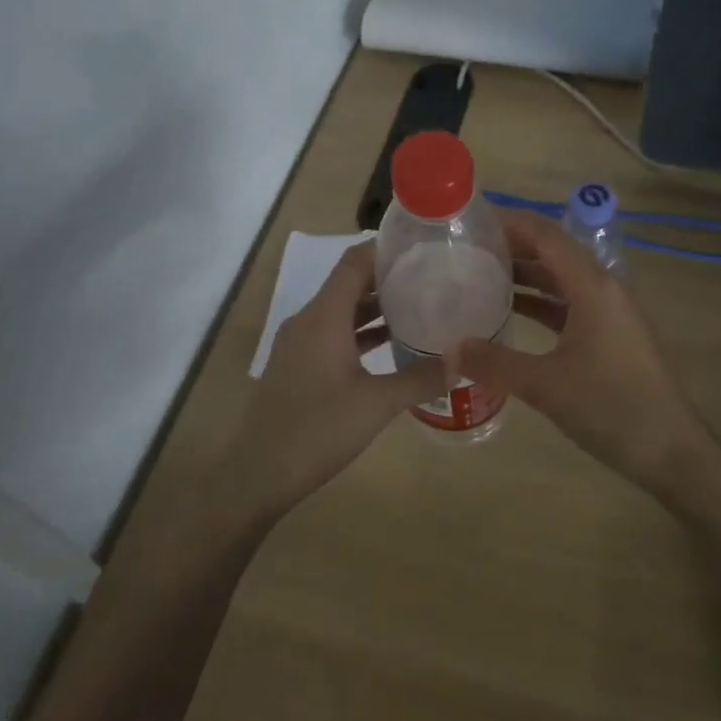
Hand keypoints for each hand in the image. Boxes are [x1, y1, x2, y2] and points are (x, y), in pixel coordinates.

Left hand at [223, 240, 445, 520]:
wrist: (259, 474)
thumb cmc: (318, 430)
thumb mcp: (377, 404)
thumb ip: (421, 378)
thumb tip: (462, 360)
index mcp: (324, 316)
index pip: (354, 262)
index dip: (385, 249)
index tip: (422, 246)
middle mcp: (308, 320)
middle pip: (349, 284)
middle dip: (388, 278)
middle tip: (431, 277)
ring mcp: (299, 344)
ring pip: (341, 311)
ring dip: (376, 307)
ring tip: (419, 306)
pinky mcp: (298, 365)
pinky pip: (333, 334)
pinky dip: (360, 333)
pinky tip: (391, 346)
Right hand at [455, 212, 720, 500]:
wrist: (673, 453)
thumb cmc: (613, 408)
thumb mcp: (546, 386)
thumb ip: (494, 363)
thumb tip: (448, 349)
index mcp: (593, 286)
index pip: (546, 235)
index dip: (509, 222)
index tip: (470, 221)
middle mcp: (604, 289)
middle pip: (553, 252)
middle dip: (511, 246)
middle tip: (465, 249)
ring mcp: (610, 313)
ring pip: (561, 280)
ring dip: (524, 274)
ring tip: (479, 275)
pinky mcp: (611, 336)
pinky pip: (569, 305)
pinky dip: (539, 302)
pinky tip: (510, 312)